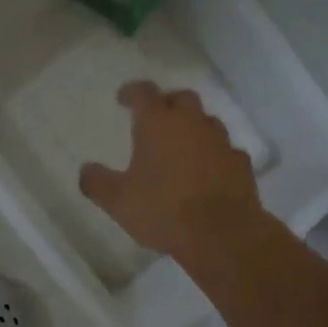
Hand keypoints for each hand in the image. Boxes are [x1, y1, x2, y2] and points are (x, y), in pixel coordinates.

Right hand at [80, 81, 262, 260]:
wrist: (223, 234)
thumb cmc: (163, 210)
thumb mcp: (118, 201)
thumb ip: (98, 182)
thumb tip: (86, 170)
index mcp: (158, 123)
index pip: (143, 92)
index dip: (132, 91)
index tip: (123, 98)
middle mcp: (192, 123)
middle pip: (181, 98)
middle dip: (167, 103)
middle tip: (155, 118)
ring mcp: (220, 141)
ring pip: (206, 122)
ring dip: (192, 128)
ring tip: (180, 147)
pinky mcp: (241, 163)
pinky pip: (224, 150)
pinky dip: (213, 154)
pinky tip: (206, 171)